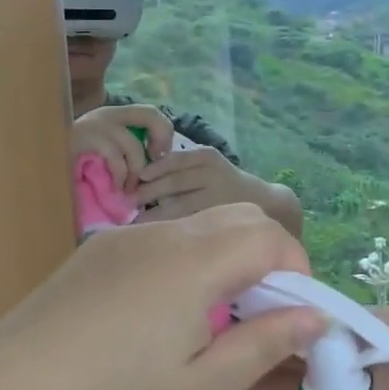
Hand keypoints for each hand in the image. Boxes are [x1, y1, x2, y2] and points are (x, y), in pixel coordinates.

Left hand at [0, 204, 324, 389]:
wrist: (10, 385)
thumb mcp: (200, 388)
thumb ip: (264, 346)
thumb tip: (314, 317)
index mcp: (195, 261)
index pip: (270, 234)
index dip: (297, 269)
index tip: (293, 316)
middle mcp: (164, 233)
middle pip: (239, 218)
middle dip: (266, 258)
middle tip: (258, 316)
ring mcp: (127, 235)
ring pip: (200, 227)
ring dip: (225, 259)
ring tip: (210, 320)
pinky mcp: (100, 247)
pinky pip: (162, 240)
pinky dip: (186, 262)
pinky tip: (159, 314)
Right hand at [71, 105, 172, 189]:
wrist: (39, 164)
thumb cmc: (73, 166)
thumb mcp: (105, 155)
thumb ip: (126, 151)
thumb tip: (156, 161)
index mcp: (114, 116)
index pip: (152, 112)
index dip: (165, 133)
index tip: (160, 156)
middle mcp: (107, 114)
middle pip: (150, 115)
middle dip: (161, 140)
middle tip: (154, 167)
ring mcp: (95, 124)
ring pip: (133, 144)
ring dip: (137, 171)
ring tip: (130, 189)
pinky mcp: (84, 139)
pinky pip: (114, 156)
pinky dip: (120, 176)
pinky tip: (116, 188)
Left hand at [135, 145, 256, 219]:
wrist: (260, 201)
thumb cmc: (223, 182)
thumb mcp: (206, 165)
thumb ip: (180, 167)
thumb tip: (139, 178)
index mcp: (206, 157)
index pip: (175, 161)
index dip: (153, 169)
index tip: (136, 178)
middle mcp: (212, 175)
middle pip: (174, 182)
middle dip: (148, 192)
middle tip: (128, 201)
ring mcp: (215, 198)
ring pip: (178, 205)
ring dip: (154, 213)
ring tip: (134, 221)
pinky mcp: (216, 218)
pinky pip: (187, 222)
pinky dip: (170, 226)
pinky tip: (155, 232)